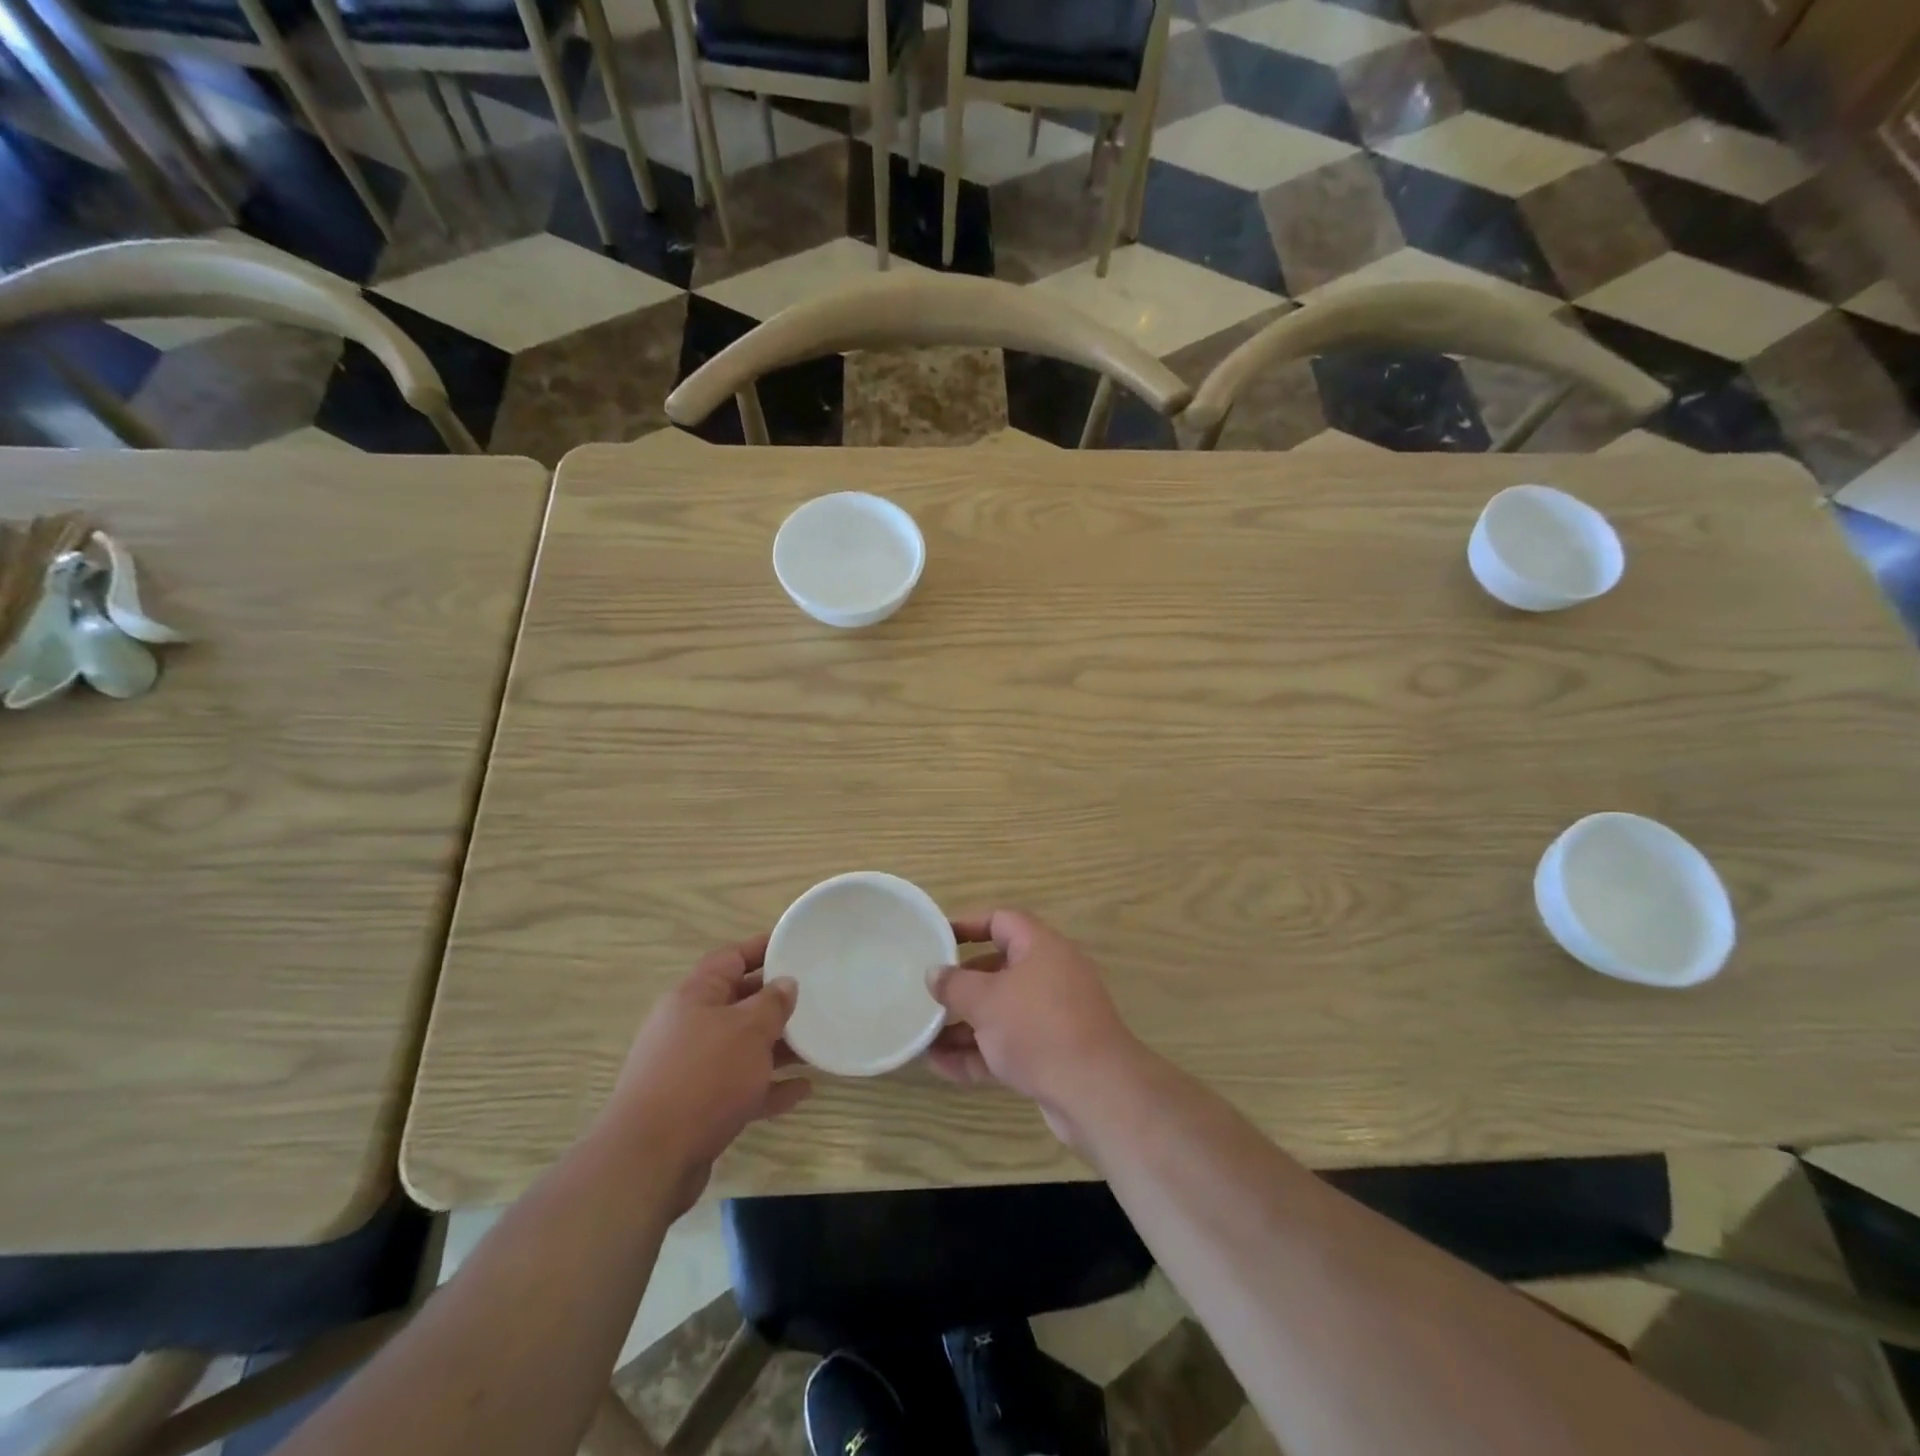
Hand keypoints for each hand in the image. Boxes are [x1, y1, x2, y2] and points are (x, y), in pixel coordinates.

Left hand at [607, 937, 811, 1211]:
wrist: (649, 1160)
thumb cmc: (703, 1077)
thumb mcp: (748, 1030)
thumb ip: (772, 1003)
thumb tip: (785, 984)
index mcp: (694, 996)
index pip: (731, 958)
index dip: (763, 948)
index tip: (795, 945)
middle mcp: (688, 1026)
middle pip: (738, 1002)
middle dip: (775, 1001)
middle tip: (814, 997)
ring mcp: (690, 1069)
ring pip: (742, 1047)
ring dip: (777, 1046)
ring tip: (815, 1044)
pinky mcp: (696, 1107)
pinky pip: (741, 1087)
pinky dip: (769, 1086)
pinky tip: (803, 1090)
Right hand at [926, 910, 1149, 1149]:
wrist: (1095, 1092)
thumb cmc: (1037, 1028)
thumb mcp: (986, 1000)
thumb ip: (955, 984)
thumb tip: (934, 972)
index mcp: (1041, 947)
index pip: (1001, 921)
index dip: (968, 925)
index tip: (936, 937)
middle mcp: (1050, 975)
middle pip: (999, 969)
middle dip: (962, 984)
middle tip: (929, 992)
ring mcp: (1053, 1016)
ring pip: (1001, 1012)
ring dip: (964, 1024)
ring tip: (923, 1035)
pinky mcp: (1052, 1053)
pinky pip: (1008, 1045)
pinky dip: (978, 1052)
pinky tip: (941, 1065)